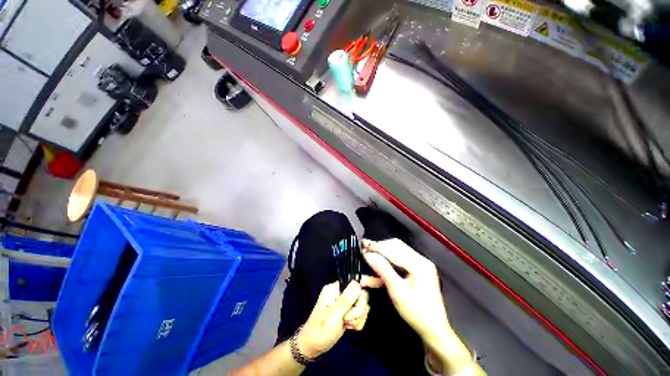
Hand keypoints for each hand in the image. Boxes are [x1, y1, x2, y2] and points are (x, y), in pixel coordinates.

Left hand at [297, 278, 378, 358]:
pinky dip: (357, 323)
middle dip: (358, 309)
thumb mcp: (333, 315)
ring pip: (362, 306)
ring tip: (346, 325)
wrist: (313, 347)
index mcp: (335, 289)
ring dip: (357, 318)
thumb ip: (346, 299)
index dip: (367, 281)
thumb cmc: (321, 330)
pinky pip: (360, 315)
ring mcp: (345, 303)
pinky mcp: (348, 312)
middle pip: (361, 295)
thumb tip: (358, 282)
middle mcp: (341, 293)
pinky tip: (348, 328)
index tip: (380, 283)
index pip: (354, 280)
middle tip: (347, 319)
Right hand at [362, 239, 482, 374]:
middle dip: (380, 247)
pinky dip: (389, 260)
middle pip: (396, 246)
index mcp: (419, 265)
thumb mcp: (397, 292)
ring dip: (383, 252)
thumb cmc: (416, 313)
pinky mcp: (419, 268)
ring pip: (398, 250)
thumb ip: (383, 270)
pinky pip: (401, 258)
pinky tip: (380, 264)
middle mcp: (421, 259)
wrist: (435, 330)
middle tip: (365, 250)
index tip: (362, 245)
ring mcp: (421, 263)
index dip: (377, 247)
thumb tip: (368, 255)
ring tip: (371, 255)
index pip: (394, 250)